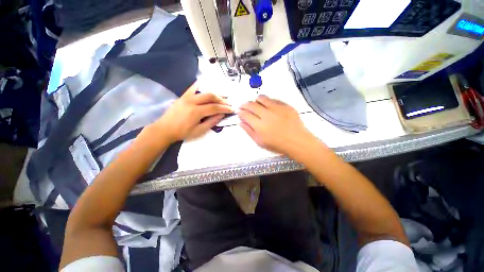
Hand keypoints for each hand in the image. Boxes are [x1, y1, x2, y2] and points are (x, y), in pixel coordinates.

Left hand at [153, 82, 232, 142]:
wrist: (165, 129)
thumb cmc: (183, 132)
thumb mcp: (199, 131)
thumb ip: (211, 122)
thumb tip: (221, 115)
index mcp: (196, 112)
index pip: (214, 107)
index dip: (224, 108)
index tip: (232, 109)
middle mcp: (192, 101)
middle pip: (211, 96)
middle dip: (221, 100)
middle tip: (228, 103)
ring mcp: (187, 97)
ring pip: (204, 92)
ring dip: (215, 94)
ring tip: (221, 98)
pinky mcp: (183, 96)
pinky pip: (193, 88)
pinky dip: (201, 86)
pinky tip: (206, 85)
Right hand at [238, 95, 316, 155]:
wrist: (297, 141)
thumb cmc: (278, 144)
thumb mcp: (260, 142)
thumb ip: (249, 131)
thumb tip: (241, 122)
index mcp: (259, 126)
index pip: (245, 114)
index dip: (240, 112)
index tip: (239, 111)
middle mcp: (267, 115)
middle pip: (251, 105)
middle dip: (245, 104)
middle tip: (243, 106)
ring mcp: (277, 108)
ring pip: (261, 98)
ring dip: (255, 100)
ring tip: (255, 104)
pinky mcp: (285, 105)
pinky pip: (273, 99)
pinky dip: (267, 101)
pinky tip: (267, 106)